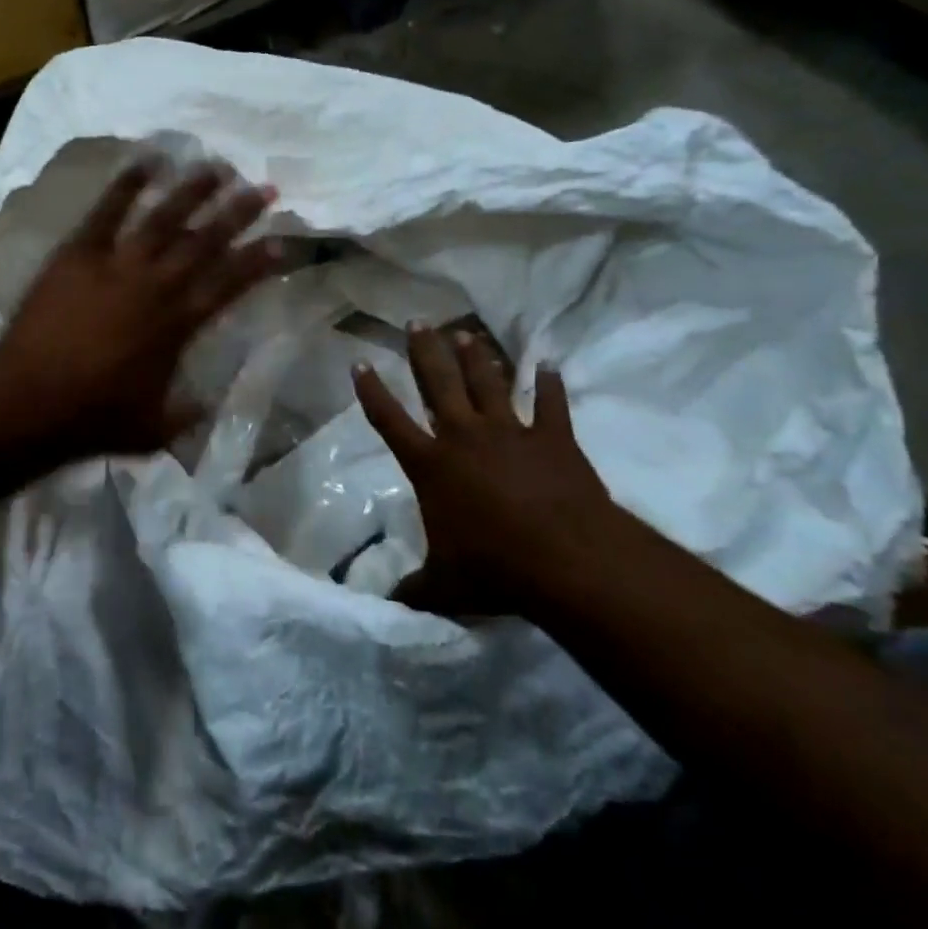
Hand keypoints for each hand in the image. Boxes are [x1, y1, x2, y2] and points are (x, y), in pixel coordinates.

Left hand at [0, 160, 279, 463]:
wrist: (28, 401)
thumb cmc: (93, 418)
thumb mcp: (154, 429)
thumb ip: (186, 414)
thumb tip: (206, 404)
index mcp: (178, 324)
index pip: (230, 284)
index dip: (259, 261)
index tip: (282, 241)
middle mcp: (156, 285)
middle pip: (205, 241)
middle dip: (238, 213)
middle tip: (263, 188)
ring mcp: (116, 265)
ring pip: (164, 218)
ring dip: (193, 191)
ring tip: (217, 167)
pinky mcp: (79, 254)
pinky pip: (107, 212)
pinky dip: (127, 185)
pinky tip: (146, 161)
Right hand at [353, 326, 618, 617]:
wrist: (566, 560)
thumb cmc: (494, 568)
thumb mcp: (443, 586)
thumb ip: (413, 591)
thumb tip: (386, 606)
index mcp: (431, 465)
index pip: (390, 420)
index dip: (372, 391)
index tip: (361, 363)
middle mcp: (464, 437)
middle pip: (438, 383)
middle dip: (425, 352)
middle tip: (417, 322)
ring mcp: (511, 433)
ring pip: (488, 384)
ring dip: (476, 358)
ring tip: (466, 334)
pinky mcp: (553, 439)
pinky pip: (551, 405)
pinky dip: (549, 385)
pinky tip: (549, 365)